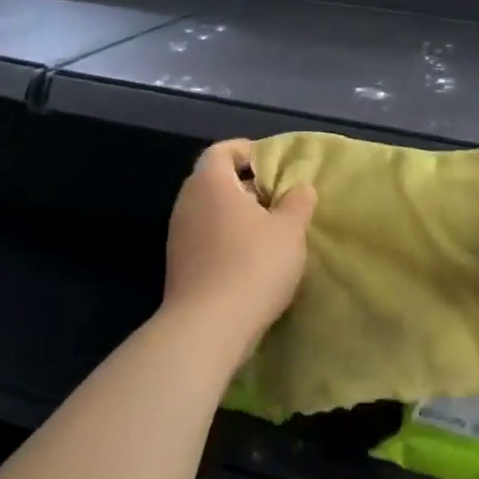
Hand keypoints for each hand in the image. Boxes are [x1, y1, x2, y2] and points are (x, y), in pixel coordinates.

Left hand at [161, 140, 315, 361]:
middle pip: (213, 181)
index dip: (245, 151)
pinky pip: (204, 238)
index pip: (221, 151)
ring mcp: (178, 237)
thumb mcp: (290, 230)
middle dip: (244, 185)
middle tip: (276, 196)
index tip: (270, 161)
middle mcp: (187, 203)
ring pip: (209, 212)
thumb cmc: (254, 264)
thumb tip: (300, 188)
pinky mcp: (178, 266)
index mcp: (211, 184)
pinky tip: (250, 259)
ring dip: (235, 215)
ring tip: (268, 229)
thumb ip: (297, 202)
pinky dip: (225, 238)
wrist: (208, 327)